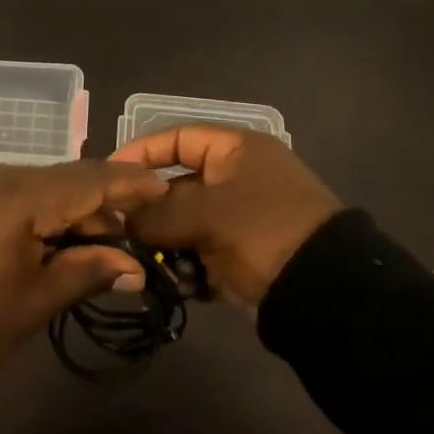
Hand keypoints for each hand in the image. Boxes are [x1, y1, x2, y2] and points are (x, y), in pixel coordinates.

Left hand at [0, 160, 168, 361]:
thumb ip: (87, 272)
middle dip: (98, 209)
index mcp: (17, 194)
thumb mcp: (34, 301)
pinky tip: (50, 242)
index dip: (128, 185)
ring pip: (38, 186)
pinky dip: (38, 213)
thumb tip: (133, 265)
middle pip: (63, 180)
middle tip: (127, 246)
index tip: (163, 190)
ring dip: (67, 212)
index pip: (88, 179)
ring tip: (91, 251)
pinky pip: (11, 194)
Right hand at [110, 128, 341, 306]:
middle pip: (176, 186)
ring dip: (164, 245)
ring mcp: (241, 219)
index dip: (140, 154)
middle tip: (118, 231)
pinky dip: (185, 269)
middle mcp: (237, 178)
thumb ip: (156, 213)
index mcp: (236, 150)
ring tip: (145, 265)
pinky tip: (173, 285)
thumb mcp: (206, 214)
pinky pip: (201, 255)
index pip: (176, 139)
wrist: (325, 294)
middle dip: (148, 211)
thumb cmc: (264, 231)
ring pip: (185, 225)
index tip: (108, 177)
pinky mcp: (243, 256)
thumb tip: (121, 217)